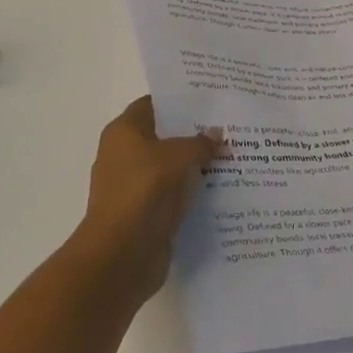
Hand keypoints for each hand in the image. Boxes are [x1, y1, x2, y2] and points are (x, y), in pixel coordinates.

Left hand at [76, 98, 222, 303]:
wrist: (121, 253)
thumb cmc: (144, 189)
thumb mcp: (178, 155)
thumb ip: (200, 142)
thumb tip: (217, 135)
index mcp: (124, 132)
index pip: (152, 104)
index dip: (179, 100)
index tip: (210, 99)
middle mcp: (124, 155)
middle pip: (163, 135)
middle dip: (193, 132)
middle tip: (228, 125)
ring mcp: (134, 185)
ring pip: (170, 166)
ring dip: (195, 163)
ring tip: (232, 154)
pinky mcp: (144, 212)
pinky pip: (173, 192)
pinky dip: (192, 189)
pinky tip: (221, 185)